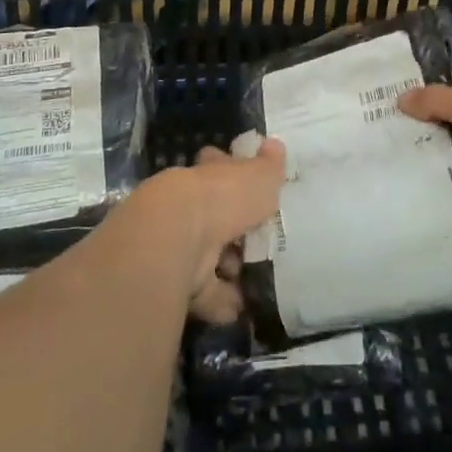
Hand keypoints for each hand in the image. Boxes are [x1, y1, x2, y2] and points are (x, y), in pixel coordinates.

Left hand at [132, 139, 285, 323]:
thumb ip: (269, 166)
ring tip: (256, 278)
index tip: (249, 183)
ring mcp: (180, 244)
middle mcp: (189, 206)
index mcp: (206, 177)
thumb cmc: (222, 198)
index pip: (216, 166)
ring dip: (228, 267)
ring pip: (208, 256)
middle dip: (233, 229)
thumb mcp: (258, 176)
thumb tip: (275, 144)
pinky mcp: (176, 280)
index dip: (231, 172)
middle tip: (259, 240)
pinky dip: (222, 301)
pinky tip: (241, 307)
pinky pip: (205, 293)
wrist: (177, 238)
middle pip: (213, 215)